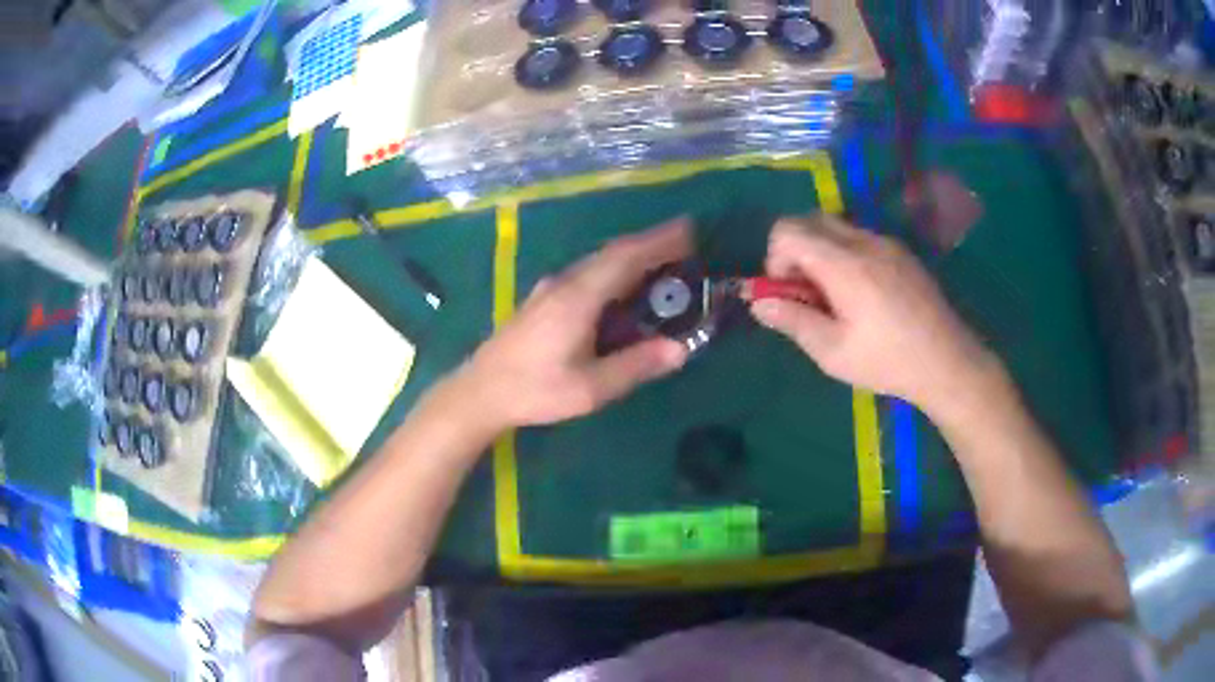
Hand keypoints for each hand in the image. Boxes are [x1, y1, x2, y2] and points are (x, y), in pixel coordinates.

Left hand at [454, 220, 692, 429]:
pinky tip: (622, 287)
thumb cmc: (535, 391)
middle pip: (614, 253)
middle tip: (686, 244)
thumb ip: (635, 366)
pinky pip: (587, 273)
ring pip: (598, 261)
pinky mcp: (543, 299)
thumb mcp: (590, 388)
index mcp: (579, 297)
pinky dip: (614, 270)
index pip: (626, 257)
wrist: (480, 391)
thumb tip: (681, 349)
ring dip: (632, 255)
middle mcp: (565, 282)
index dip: (660, 241)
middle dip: (651, 243)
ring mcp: (550, 288)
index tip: (690, 230)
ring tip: (663, 262)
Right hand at [749, 215, 1000, 414]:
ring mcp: (886, 242)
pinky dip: (845, 255)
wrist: (948, 361)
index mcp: (844, 264)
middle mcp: (863, 241)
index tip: (788, 294)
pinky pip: (859, 237)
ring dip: (820, 252)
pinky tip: (862, 295)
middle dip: (795, 250)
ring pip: (835, 227)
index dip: (775, 259)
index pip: (787, 230)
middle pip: (809, 219)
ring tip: (836, 298)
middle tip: (808, 294)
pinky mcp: (901, 251)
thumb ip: (792, 321)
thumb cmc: (888, 362)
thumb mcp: (832, 353)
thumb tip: (757, 302)